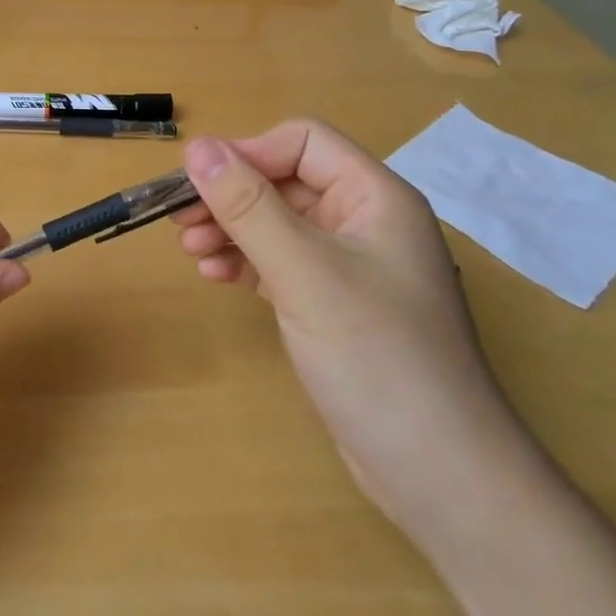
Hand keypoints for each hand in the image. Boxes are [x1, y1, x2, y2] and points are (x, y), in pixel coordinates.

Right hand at [174, 121, 528, 535]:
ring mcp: (351, 266)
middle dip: (231, 196)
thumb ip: (248, 206)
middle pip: (286, 181)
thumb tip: (198, 148)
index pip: (303, 142)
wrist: (437, 473)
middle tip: (177, 221)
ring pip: (279, 223)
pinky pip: (282, 263)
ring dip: (232, 228)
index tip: (197, 184)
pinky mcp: (335, 305)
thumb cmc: (375, 356)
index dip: (249, 153)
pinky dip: (246, 262)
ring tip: (190, 250)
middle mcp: (365, 222)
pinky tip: (215, 275)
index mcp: (374, 197)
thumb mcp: (304, 272)